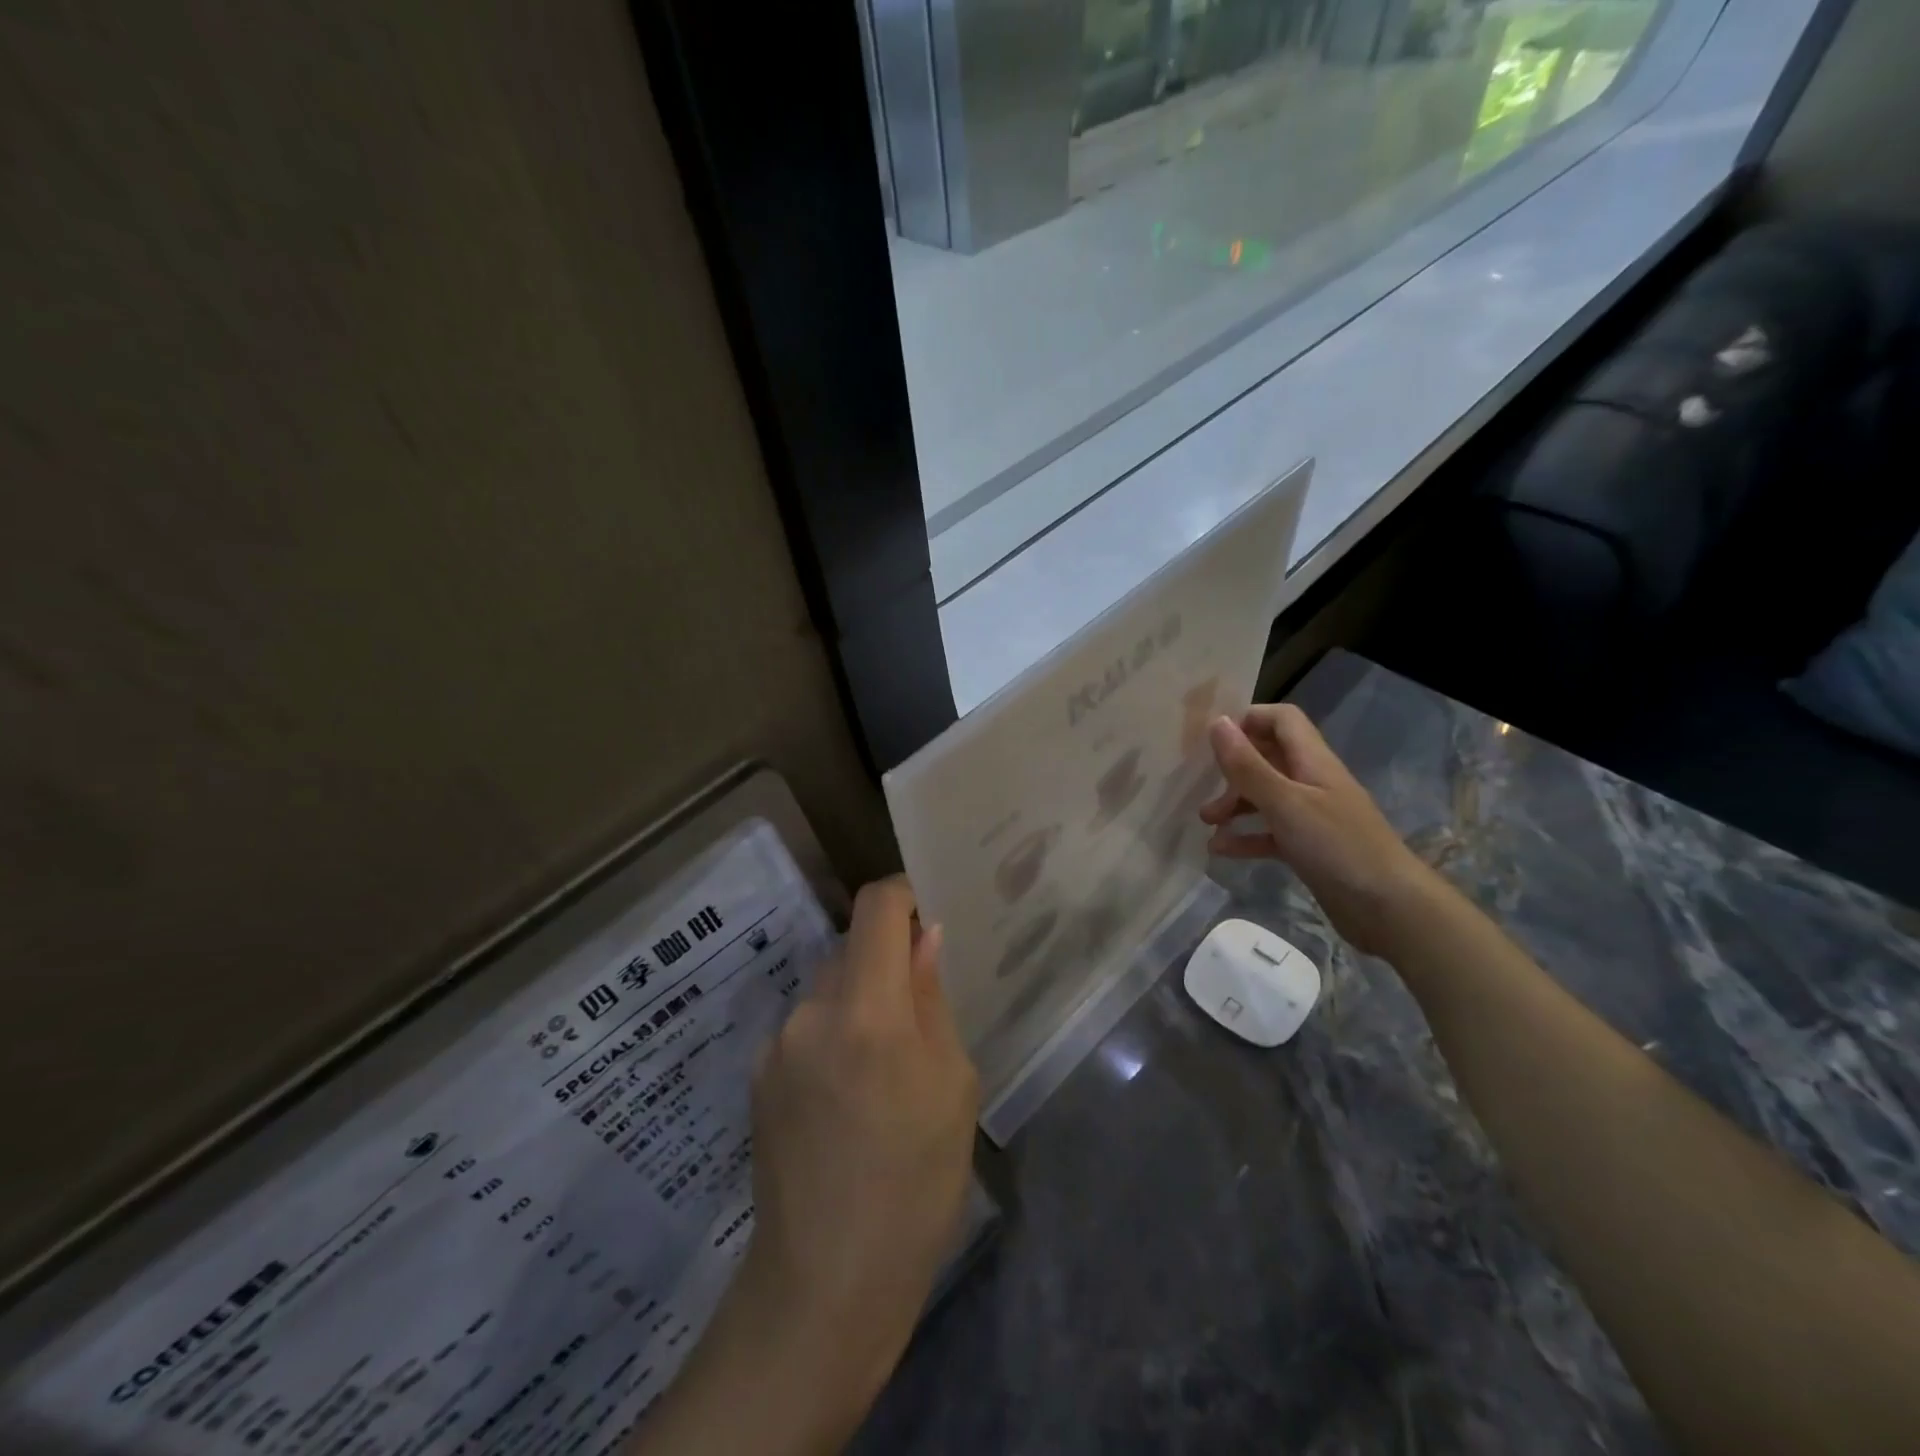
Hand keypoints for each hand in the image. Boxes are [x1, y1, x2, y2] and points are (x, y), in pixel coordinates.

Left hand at [701, 877, 979, 1445]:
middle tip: (923, 1008)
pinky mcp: (759, 1075)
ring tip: (888, 1068)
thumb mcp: (952, 1087)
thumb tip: (925, 938)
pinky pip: (808, 1027)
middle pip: (852, 948)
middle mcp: (810, 1011)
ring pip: (830, 989)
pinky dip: (836, 1035)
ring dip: (862, 1002)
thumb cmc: (915, 1185)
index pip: (875, 907)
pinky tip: (851, 1097)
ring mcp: (776, 1044)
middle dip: (889, 961)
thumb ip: (932, 1000)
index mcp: (866, 1010)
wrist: (825, 1286)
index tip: (929, 912)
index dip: (904, 894)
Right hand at [1199, 705, 1436, 956]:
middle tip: (1203, 788)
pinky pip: (1270, 832)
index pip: (1282, 720)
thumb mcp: (1286, 802)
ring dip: (1234, 804)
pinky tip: (1220, 849)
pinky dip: (1246, 837)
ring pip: (1266, 797)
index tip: (1214, 738)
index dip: (1249, 719)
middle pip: (1268, 758)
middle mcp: (1312, 782)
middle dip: (1233, 769)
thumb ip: (1249, 765)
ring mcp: (1312, 817)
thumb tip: (1217, 722)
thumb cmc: (1337, 846)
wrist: (1389, 908)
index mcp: (1312, 761)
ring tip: (1206, 822)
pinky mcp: (1309, 848)